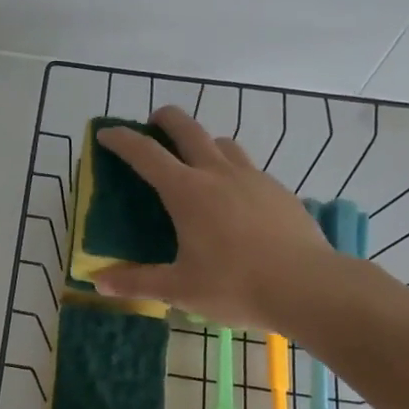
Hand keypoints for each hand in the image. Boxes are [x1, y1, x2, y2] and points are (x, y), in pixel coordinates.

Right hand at [92, 105, 350, 339]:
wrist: (310, 288)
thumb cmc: (236, 286)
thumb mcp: (180, 289)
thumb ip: (137, 282)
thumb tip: (99, 283)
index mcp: (187, 192)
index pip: (146, 154)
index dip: (122, 140)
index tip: (106, 133)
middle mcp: (218, 174)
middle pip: (188, 129)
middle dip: (166, 119)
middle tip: (153, 123)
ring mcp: (253, 179)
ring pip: (223, 143)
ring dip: (203, 142)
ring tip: (196, 161)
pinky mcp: (279, 191)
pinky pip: (248, 168)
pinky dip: (231, 170)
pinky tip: (234, 199)